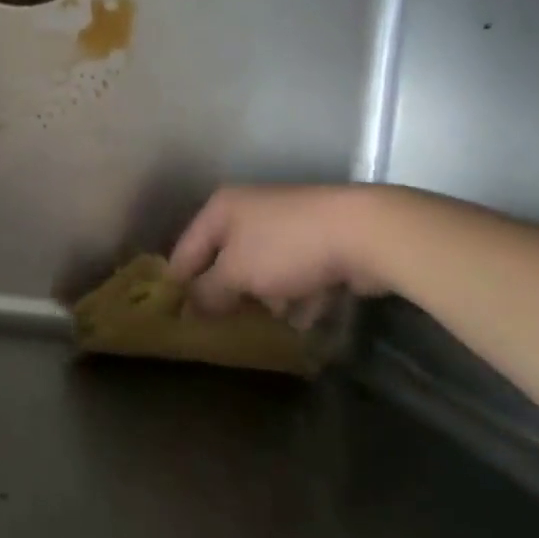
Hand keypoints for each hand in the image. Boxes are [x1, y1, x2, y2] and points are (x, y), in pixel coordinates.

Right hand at [169, 185, 395, 315]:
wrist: (363, 232)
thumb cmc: (286, 247)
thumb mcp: (236, 272)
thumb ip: (208, 292)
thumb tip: (189, 308)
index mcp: (221, 208)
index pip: (186, 249)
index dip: (178, 284)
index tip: (175, 319)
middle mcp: (249, 211)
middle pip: (224, 260)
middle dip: (225, 295)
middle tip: (219, 329)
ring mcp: (286, 225)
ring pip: (261, 269)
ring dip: (263, 299)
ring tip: (265, 328)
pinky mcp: (317, 242)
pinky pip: (294, 275)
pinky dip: (296, 296)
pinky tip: (303, 318)